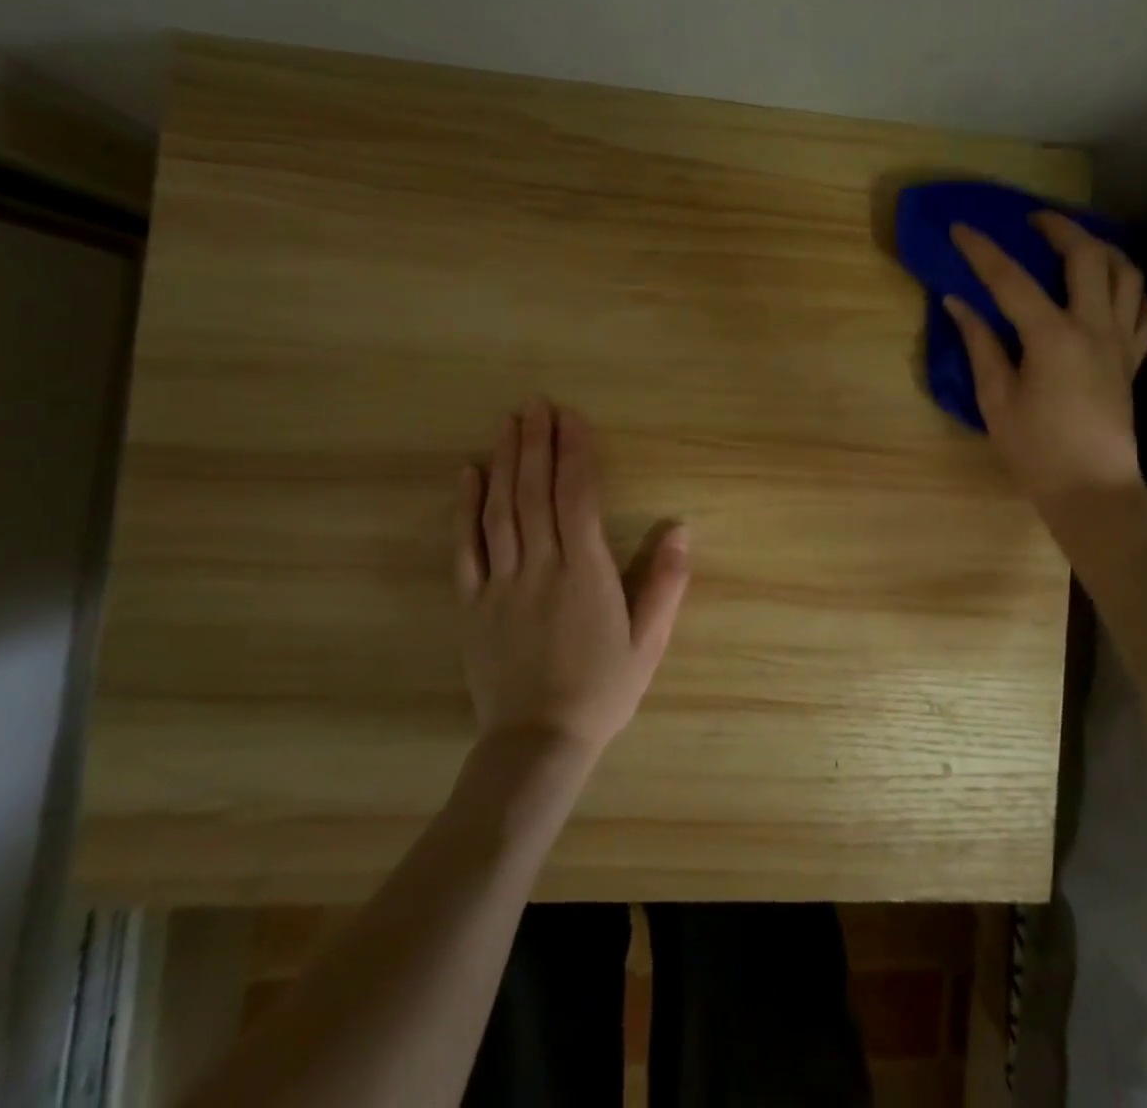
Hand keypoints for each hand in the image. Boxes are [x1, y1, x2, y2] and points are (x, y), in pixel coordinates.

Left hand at [454, 400, 689, 752]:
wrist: (538, 742)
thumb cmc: (603, 689)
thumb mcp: (650, 641)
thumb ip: (666, 582)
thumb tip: (681, 527)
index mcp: (585, 572)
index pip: (578, 497)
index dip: (575, 453)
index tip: (573, 417)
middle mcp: (541, 566)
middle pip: (535, 492)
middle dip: (536, 443)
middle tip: (535, 404)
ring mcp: (501, 583)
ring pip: (501, 510)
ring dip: (504, 462)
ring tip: (508, 424)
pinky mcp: (472, 603)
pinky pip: (466, 547)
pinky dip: (465, 508)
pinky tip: (468, 475)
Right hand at [945, 212, 1146, 517]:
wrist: (1093, 490)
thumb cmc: (1037, 450)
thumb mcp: (996, 399)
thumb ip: (980, 344)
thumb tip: (958, 303)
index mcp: (1052, 337)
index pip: (1011, 279)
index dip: (982, 250)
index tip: (961, 228)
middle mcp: (1094, 327)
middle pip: (1087, 256)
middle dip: (1059, 228)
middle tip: (1033, 222)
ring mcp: (1122, 341)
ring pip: (1127, 274)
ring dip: (1102, 249)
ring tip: (1076, 246)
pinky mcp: (1136, 360)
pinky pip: (1146, 311)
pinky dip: (1131, 291)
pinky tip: (1112, 293)